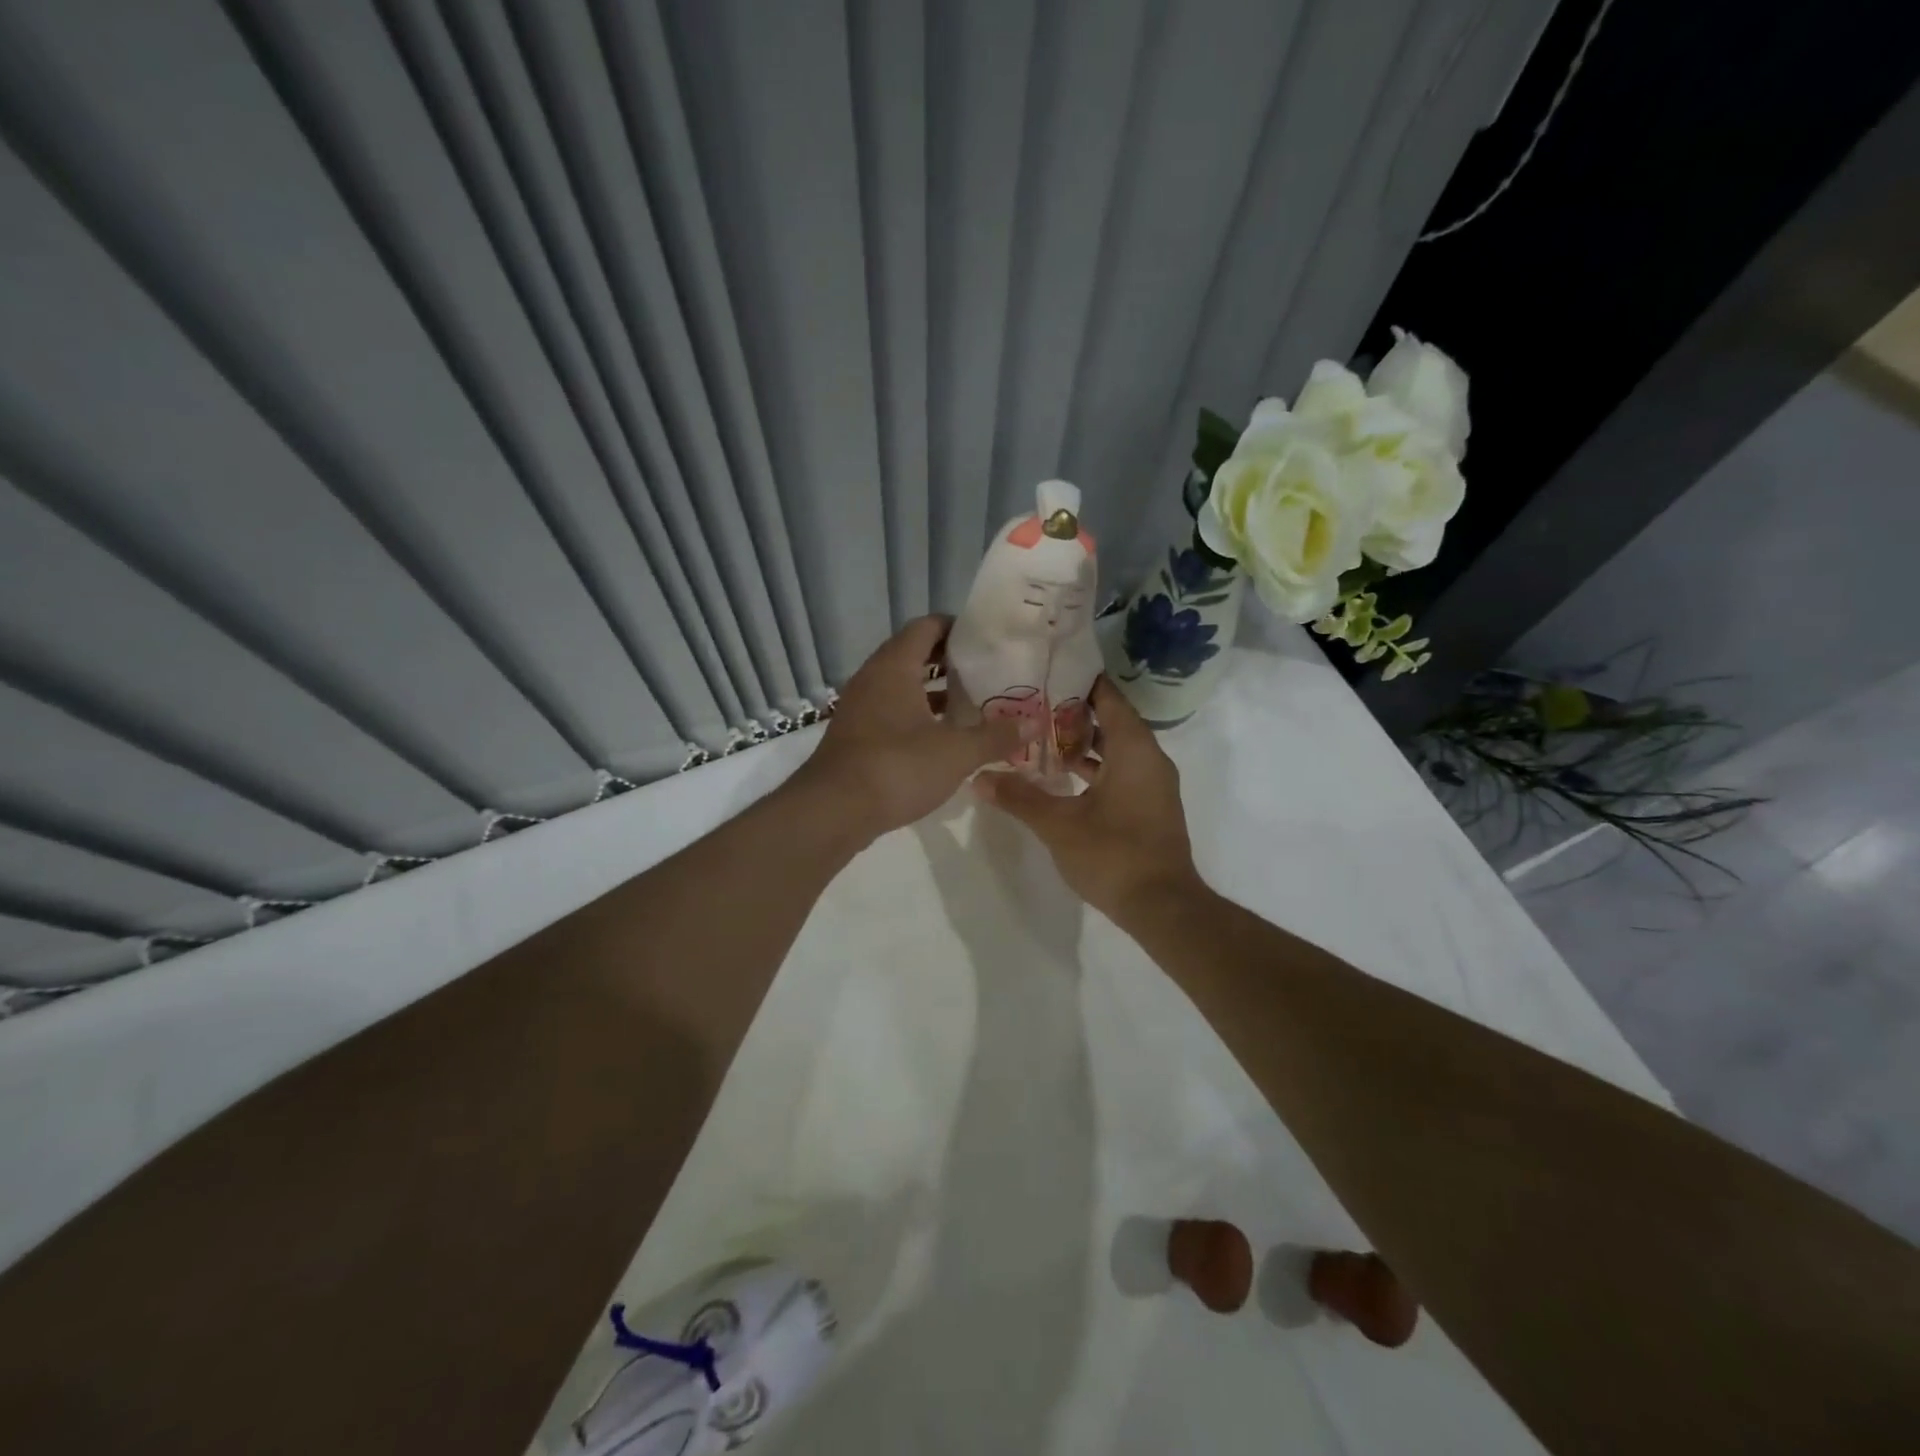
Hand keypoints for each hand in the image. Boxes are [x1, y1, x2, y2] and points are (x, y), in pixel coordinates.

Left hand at [794, 616, 1031, 843]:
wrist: (832, 811)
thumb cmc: (897, 768)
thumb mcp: (956, 752)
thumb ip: (996, 736)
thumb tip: (1035, 723)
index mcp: (894, 666)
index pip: (927, 627)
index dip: (957, 628)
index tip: (988, 641)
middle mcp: (873, 678)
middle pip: (914, 654)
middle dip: (950, 661)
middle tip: (986, 672)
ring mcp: (860, 707)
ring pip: (901, 685)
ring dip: (932, 691)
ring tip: (970, 703)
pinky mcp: (856, 735)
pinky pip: (890, 710)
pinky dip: (916, 715)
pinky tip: (941, 737)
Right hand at [972, 677, 1201, 921]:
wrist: (1162, 907)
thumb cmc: (1113, 854)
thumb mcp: (1058, 825)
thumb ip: (1019, 797)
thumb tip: (978, 778)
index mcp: (1134, 748)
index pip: (1107, 697)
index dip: (1078, 682)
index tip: (1045, 673)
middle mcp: (1149, 758)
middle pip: (1111, 720)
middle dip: (1073, 712)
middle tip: (1031, 704)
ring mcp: (1153, 784)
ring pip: (1117, 748)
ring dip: (1083, 742)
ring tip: (1039, 736)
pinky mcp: (1150, 806)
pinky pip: (1121, 771)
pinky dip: (1095, 767)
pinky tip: (1063, 776)